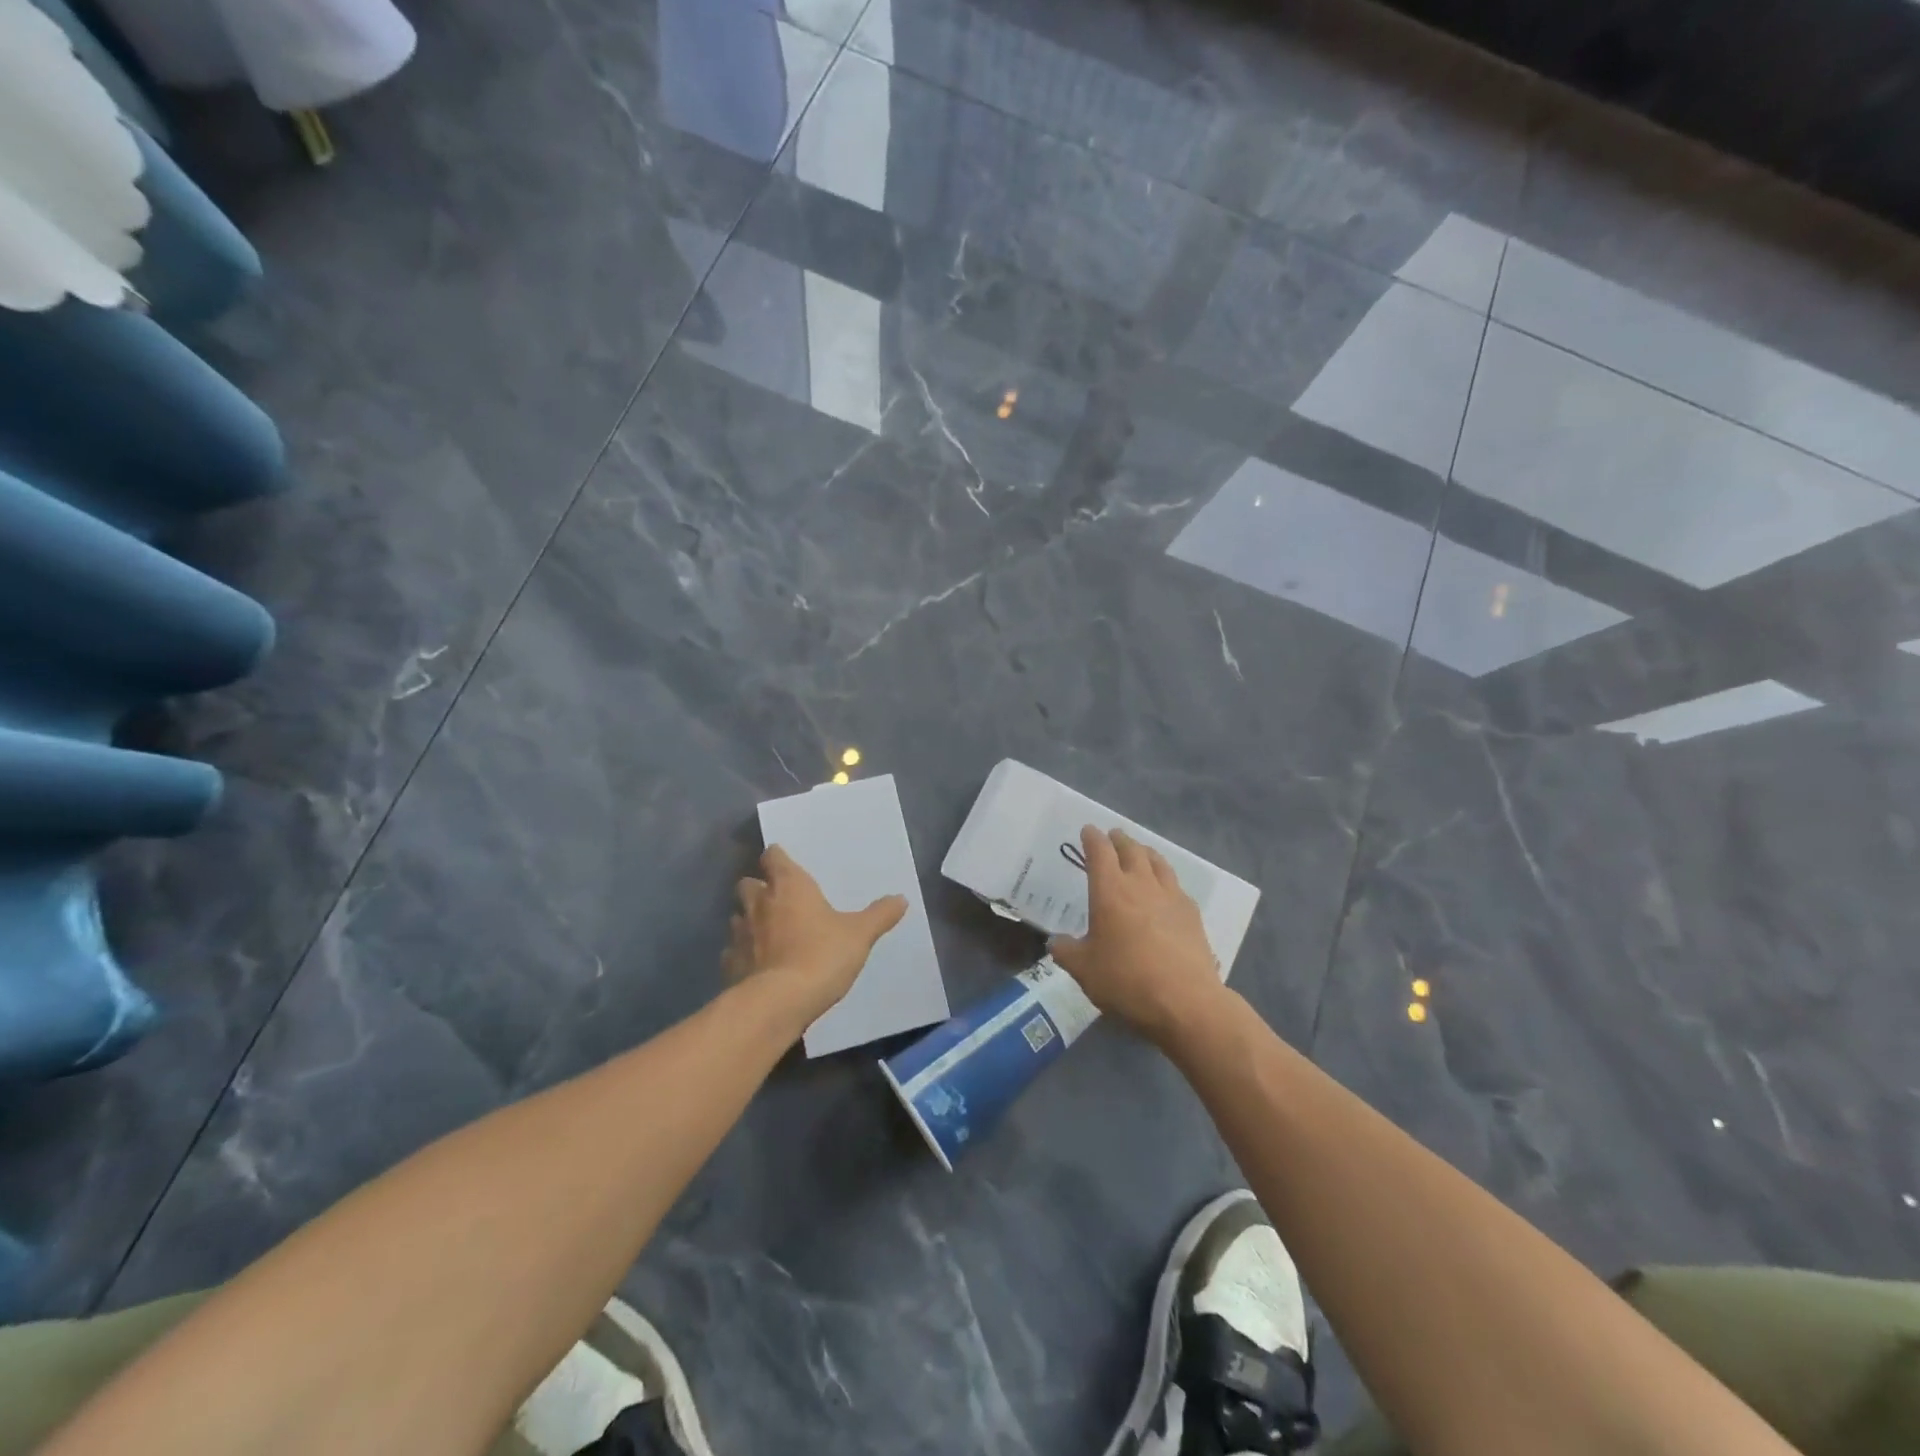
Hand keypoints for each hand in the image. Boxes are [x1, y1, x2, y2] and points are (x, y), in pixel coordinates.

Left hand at [723, 845, 907, 1032]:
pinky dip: (742, 954)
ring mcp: (739, 933)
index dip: (777, 858)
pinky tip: (757, 965)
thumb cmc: (821, 956)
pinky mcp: (729, 964)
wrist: (778, 1003)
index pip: (773, 857)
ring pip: (737, 916)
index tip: (784, 863)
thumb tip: (901, 898)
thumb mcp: (860, 935)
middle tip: (777, 900)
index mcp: (789, 886)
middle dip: (758, 888)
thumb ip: (879, 915)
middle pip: (748, 883)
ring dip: (749, 920)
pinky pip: (732, 951)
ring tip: (767, 933)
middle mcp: (759, 902)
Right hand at [1048, 826, 1226, 1044]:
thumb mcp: (1084, 970)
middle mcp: (1141, 885)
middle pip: (1131, 850)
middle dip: (1120, 840)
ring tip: (1141, 853)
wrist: (1185, 1002)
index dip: (1092, 838)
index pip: (1100, 852)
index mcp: (1110, 891)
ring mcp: (1171, 897)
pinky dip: (1165, 879)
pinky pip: (1176, 885)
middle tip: (1114, 836)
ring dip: (1145, 852)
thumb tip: (1055, 942)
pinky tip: (1165, 890)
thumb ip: (1066, 951)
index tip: (1088, 830)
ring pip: (1158, 862)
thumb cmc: (1126, 981)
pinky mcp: (1192, 914)